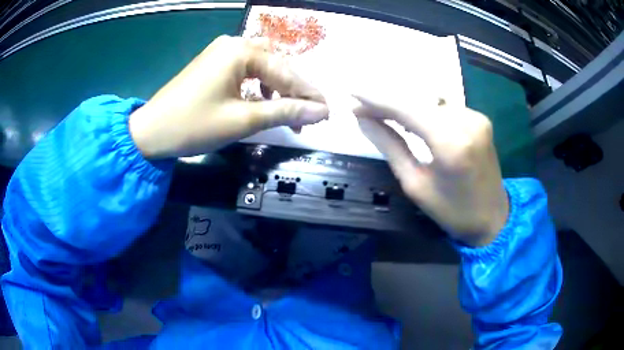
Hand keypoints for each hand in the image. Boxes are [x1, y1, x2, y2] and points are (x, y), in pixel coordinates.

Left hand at [129, 35, 328, 158]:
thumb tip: (321, 112)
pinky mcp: (213, 63)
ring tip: (287, 113)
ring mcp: (221, 52)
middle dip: (294, 91)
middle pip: (277, 65)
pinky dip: (259, 86)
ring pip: (263, 66)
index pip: (286, 72)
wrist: (151, 131)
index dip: (309, 95)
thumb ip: (285, 112)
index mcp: (241, 51)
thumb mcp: (243, 120)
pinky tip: (263, 102)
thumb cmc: (194, 125)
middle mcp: (234, 43)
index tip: (327, 114)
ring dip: (278, 88)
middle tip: (308, 117)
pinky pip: (246, 70)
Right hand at [354, 96, 507, 246]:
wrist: (493, 218)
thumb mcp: (415, 184)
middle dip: (387, 101)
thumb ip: (389, 146)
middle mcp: (467, 121)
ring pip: (430, 101)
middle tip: (363, 108)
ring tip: (385, 115)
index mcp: (450, 143)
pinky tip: (416, 122)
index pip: (405, 108)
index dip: (375, 98)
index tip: (351, 93)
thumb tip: (363, 119)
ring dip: (406, 106)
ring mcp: (476, 117)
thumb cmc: (452, 211)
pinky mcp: (480, 118)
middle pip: (417, 100)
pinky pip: (445, 107)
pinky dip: (426, 110)